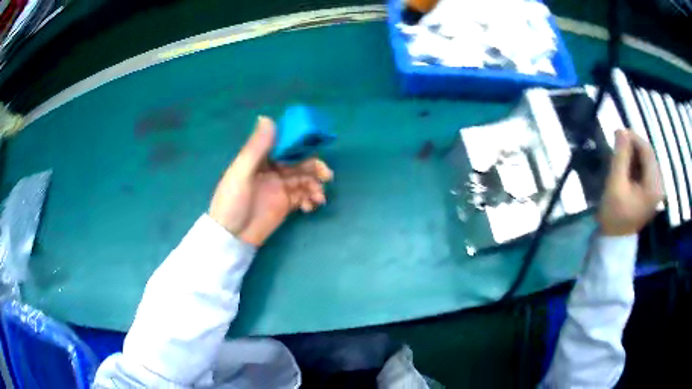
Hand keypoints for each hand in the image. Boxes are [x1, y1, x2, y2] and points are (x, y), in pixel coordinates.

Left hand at [209, 116, 332, 245]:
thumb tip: (267, 117)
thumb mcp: (241, 173)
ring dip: (315, 185)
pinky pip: (304, 196)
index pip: (284, 146)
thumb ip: (255, 148)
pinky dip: (311, 199)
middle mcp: (272, 171)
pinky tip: (310, 207)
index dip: (300, 145)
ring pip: (304, 179)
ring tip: (318, 198)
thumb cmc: (232, 203)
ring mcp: (280, 188)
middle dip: (314, 167)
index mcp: (260, 160)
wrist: (231, 238)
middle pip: (299, 162)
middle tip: (326, 176)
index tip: (315, 147)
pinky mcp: (286, 205)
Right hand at [598, 130, 663, 235]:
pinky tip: (626, 166)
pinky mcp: (651, 192)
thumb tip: (621, 130)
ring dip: (634, 155)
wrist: (615, 240)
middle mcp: (659, 186)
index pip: (647, 151)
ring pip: (647, 161)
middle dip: (633, 146)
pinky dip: (636, 164)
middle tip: (618, 144)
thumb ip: (620, 156)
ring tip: (620, 155)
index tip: (618, 133)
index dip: (633, 138)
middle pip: (648, 155)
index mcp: (654, 186)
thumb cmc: (614, 214)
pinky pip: (646, 170)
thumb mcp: (615, 183)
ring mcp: (656, 190)